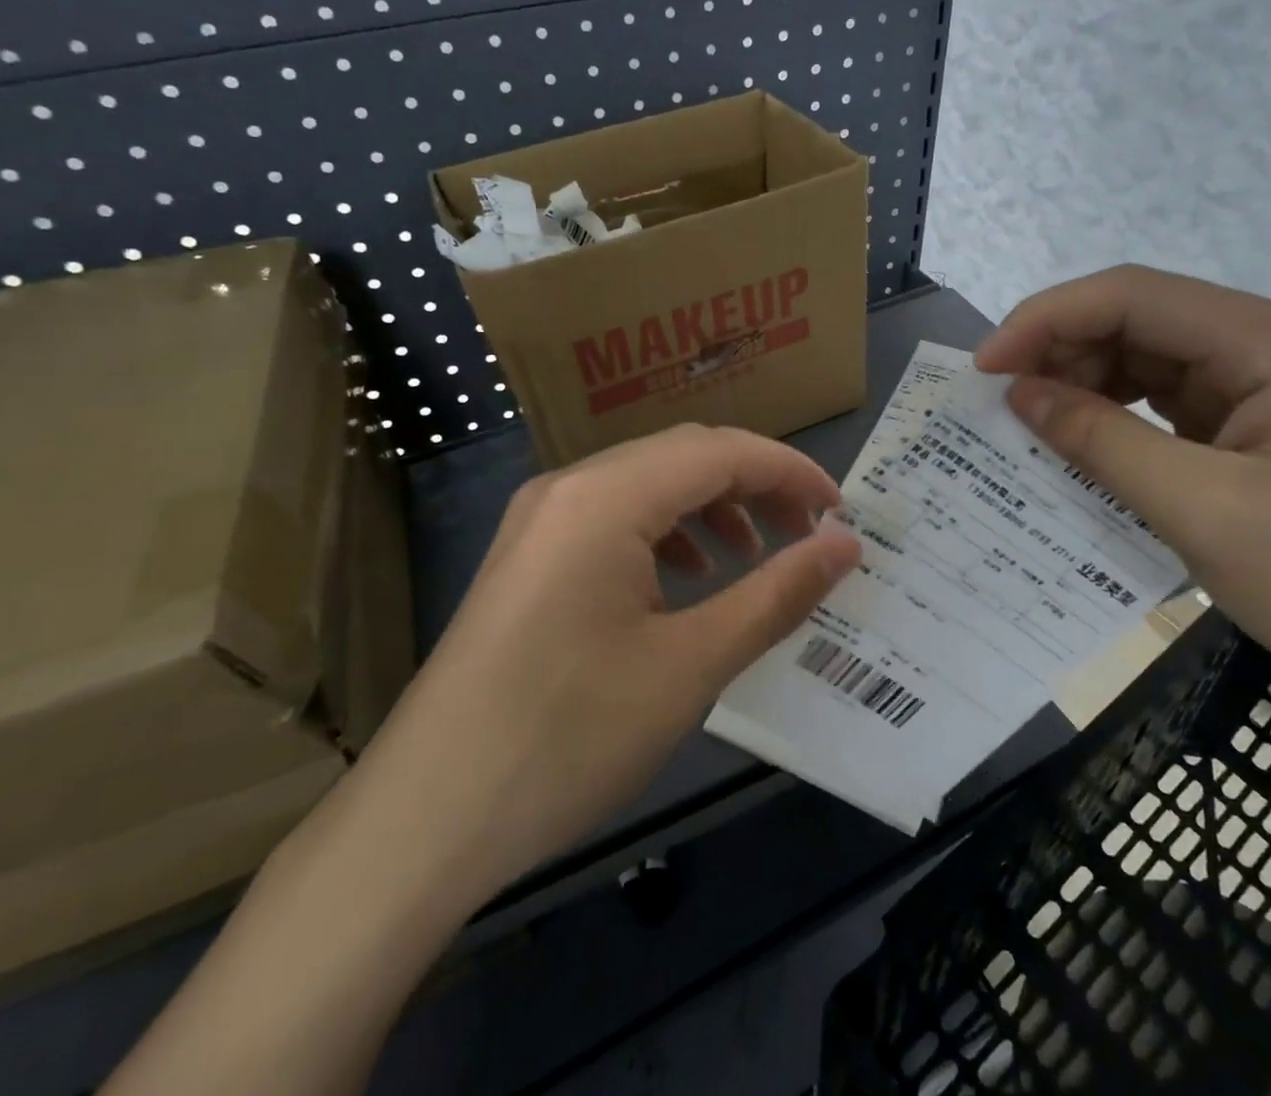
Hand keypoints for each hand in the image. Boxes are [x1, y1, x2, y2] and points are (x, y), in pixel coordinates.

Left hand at [354, 424, 861, 902]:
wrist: (425, 819)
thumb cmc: (569, 736)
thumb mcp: (690, 665)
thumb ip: (776, 593)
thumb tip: (844, 546)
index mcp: (605, 496)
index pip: (720, 451)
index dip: (790, 473)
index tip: (841, 513)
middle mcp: (568, 486)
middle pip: (683, 456)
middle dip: (754, 487)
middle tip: (806, 538)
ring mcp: (539, 519)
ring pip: (648, 484)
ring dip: (711, 508)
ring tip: (752, 558)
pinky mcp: (527, 555)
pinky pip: (612, 517)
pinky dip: (665, 533)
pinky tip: (686, 580)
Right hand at [975, 266, 1270, 716]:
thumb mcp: (1205, 512)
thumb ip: (1103, 442)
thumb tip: (1018, 393)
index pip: (1135, 295)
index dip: (1048, 319)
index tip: (986, 368)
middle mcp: (1269, 347)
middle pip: (1138, 319)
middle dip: (1060, 351)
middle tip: (1001, 403)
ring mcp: (1264, 387)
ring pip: (1145, 358)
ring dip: (1082, 383)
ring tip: (1032, 425)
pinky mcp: (1254, 428)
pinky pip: (1163, 402)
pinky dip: (1113, 417)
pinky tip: (1081, 445)